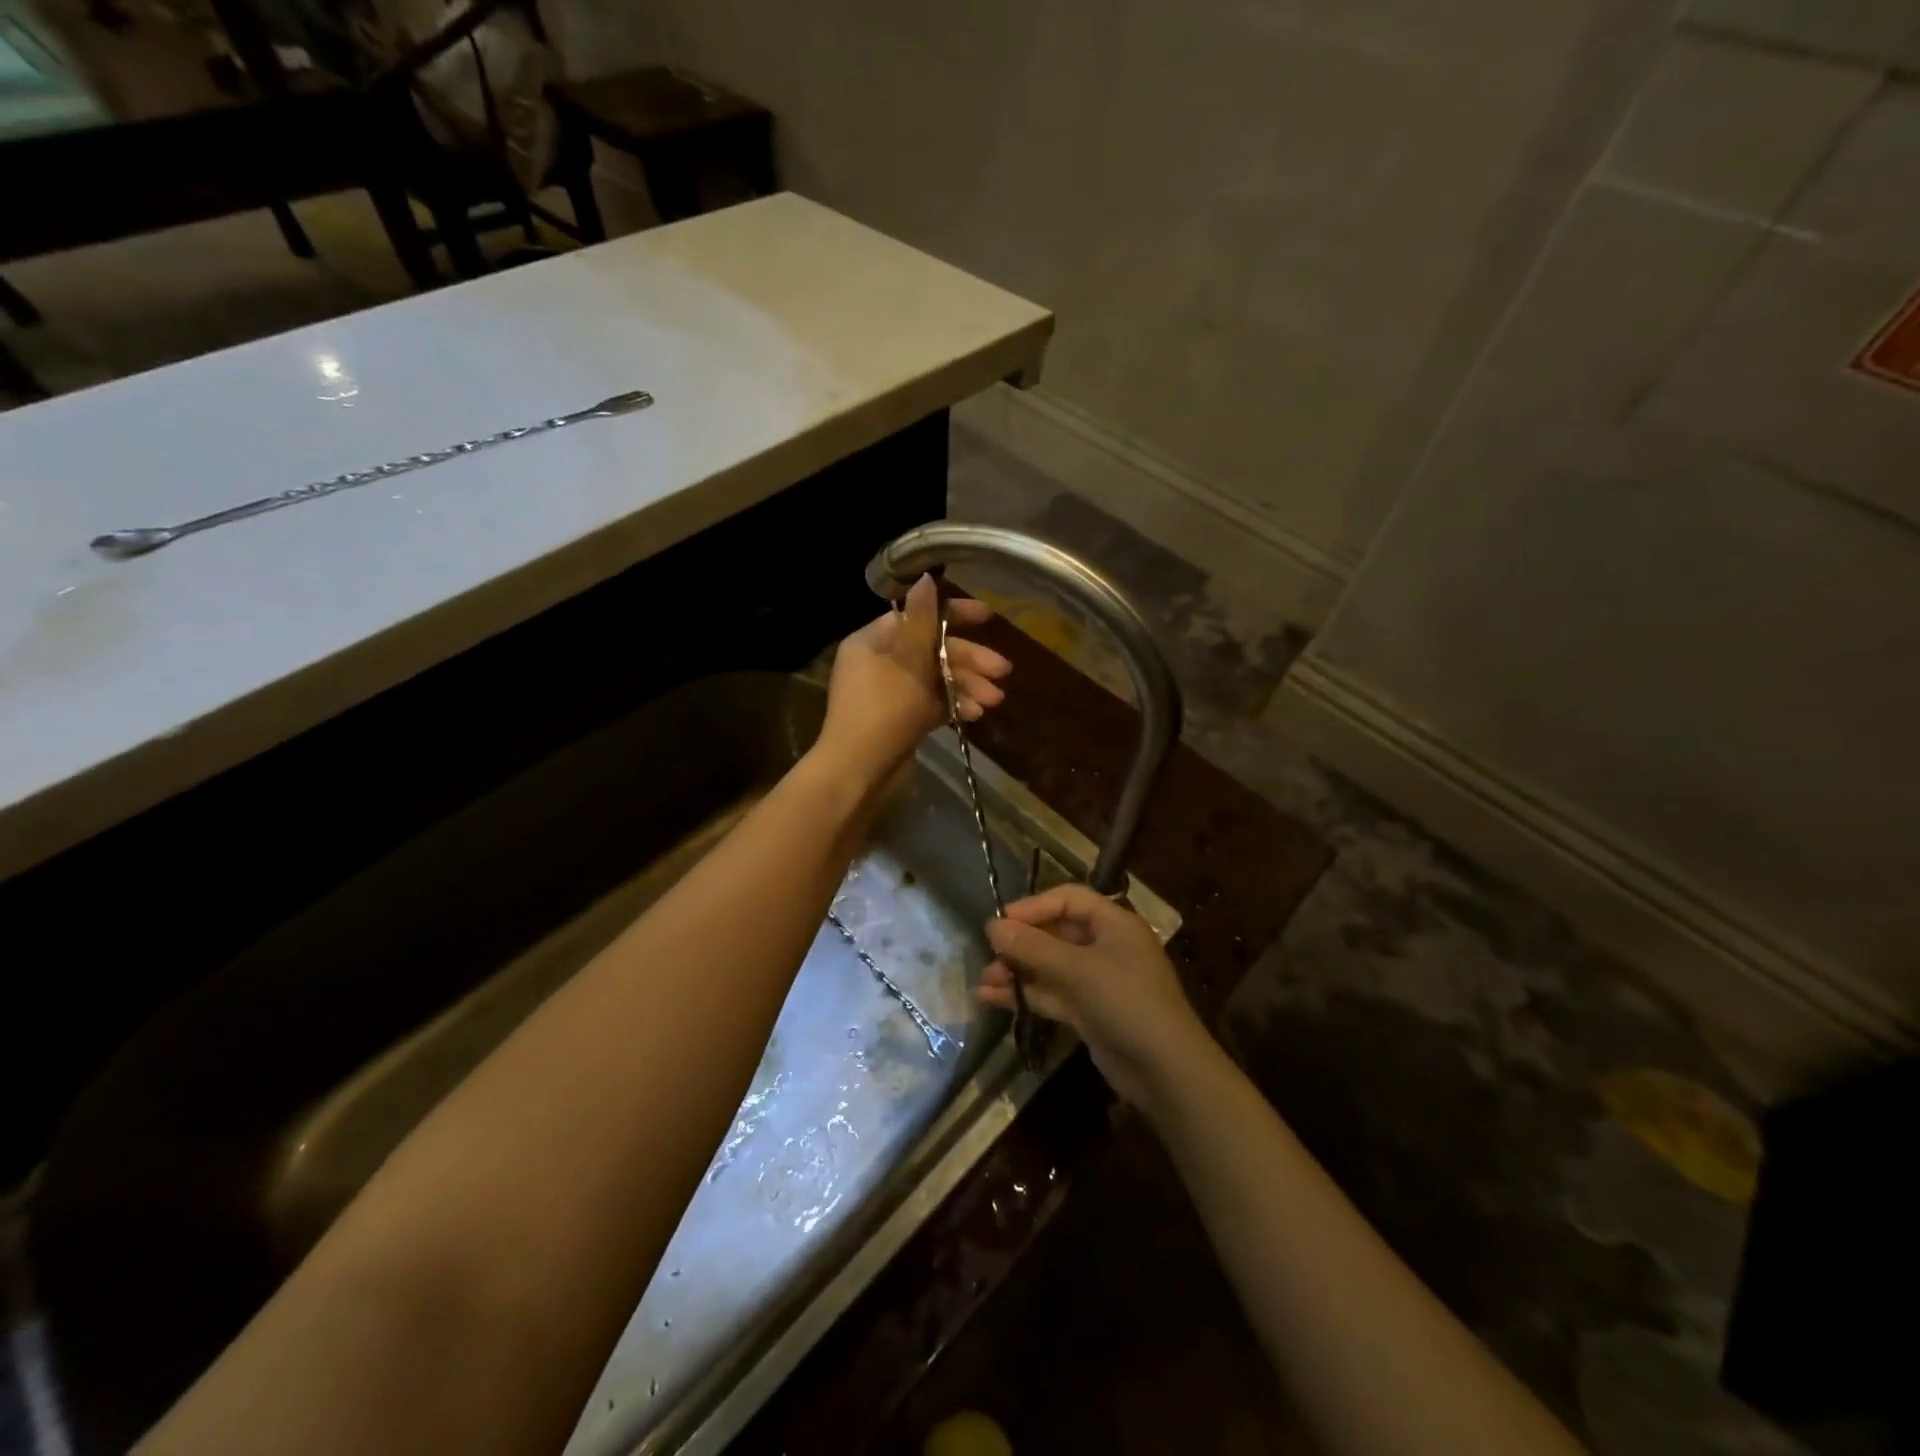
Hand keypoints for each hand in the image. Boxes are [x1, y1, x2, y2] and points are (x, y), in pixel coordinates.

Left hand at [817, 575, 1010, 781]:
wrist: (859, 773)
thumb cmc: (883, 710)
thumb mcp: (908, 662)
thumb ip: (922, 620)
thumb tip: (926, 577)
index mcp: (872, 642)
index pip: (916, 616)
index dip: (953, 614)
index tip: (988, 617)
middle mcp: (879, 663)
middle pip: (932, 650)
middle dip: (969, 660)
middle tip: (1002, 672)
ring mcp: (891, 693)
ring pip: (936, 678)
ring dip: (967, 685)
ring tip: (994, 701)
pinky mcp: (902, 719)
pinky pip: (933, 703)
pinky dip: (954, 705)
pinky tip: (976, 715)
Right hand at [979, 884, 1215, 1109]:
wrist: (1166, 1071)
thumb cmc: (1126, 1002)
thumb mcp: (1078, 970)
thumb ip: (1033, 947)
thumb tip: (992, 926)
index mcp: (1114, 923)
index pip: (1069, 899)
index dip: (1034, 906)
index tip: (1001, 921)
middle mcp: (1106, 946)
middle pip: (1057, 933)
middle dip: (1022, 943)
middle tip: (989, 954)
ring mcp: (1098, 981)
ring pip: (1051, 966)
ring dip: (1019, 970)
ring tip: (985, 980)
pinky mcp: (1089, 1012)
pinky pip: (1052, 994)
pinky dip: (1026, 993)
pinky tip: (993, 998)